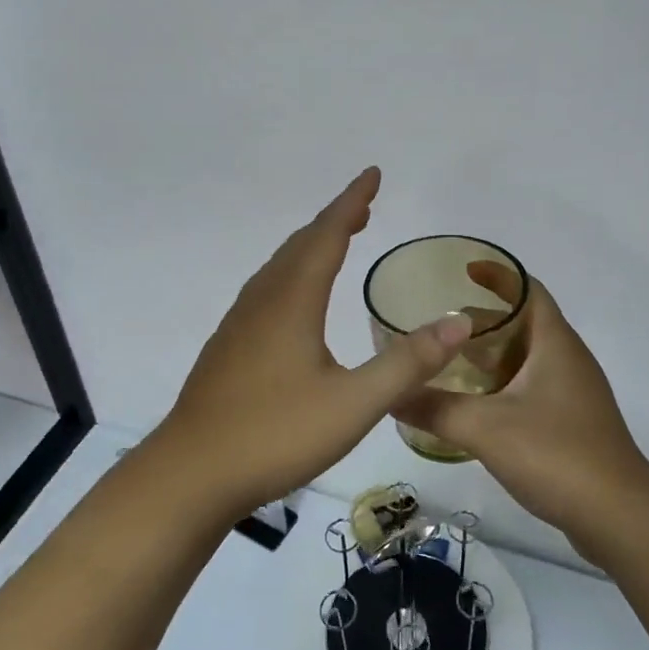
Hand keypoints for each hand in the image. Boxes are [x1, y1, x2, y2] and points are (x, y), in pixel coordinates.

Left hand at [155, 168, 473, 521]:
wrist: (190, 475)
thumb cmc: (274, 435)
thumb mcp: (353, 404)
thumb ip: (407, 363)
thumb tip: (458, 324)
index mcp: (292, 301)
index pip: (327, 235)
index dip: (352, 202)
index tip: (373, 174)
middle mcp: (263, 301)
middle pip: (300, 245)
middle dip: (334, 220)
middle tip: (364, 207)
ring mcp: (239, 324)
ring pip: (278, 267)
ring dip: (310, 246)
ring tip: (336, 241)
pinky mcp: (228, 348)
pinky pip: (266, 290)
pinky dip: (292, 273)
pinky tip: (296, 300)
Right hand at [394, 265, 648, 559]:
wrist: (620, 518)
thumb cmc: (557, 455)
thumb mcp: (485, 428)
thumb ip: (434, 409)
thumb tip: (389, 394)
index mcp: (555, 343)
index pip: (527, 289)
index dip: (497, 274)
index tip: (462, 270)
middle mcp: (568, 359)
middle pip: (523, 323)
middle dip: (482, 321)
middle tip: (439, 328)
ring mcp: (574, 392)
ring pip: (526, 358)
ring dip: (490, 356)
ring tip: (448, 364)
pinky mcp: (572, 422)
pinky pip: (532, 387)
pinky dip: (502, 385)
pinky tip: (475, 408)